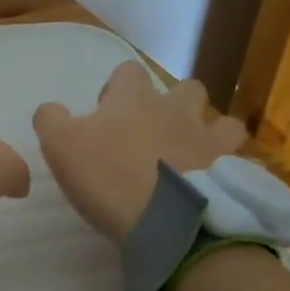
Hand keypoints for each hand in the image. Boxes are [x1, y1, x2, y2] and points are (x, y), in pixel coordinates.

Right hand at [33, 63, 247, 241]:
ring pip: (219, 118)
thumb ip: (51, 119)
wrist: (167, 219)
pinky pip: (238, 157)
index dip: (117, 89)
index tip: (107, 115)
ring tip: (192, 156)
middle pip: (183, 88)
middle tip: (152, 135)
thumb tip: (50, 109)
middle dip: (172, 103)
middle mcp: (175, 108)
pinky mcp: (232, 168)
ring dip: (207, 130)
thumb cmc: (108, 178)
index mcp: (132, 98)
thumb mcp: (59, 146)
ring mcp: (208, 136)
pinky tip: (216, 181)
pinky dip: (229, 165)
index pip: (127, 71)